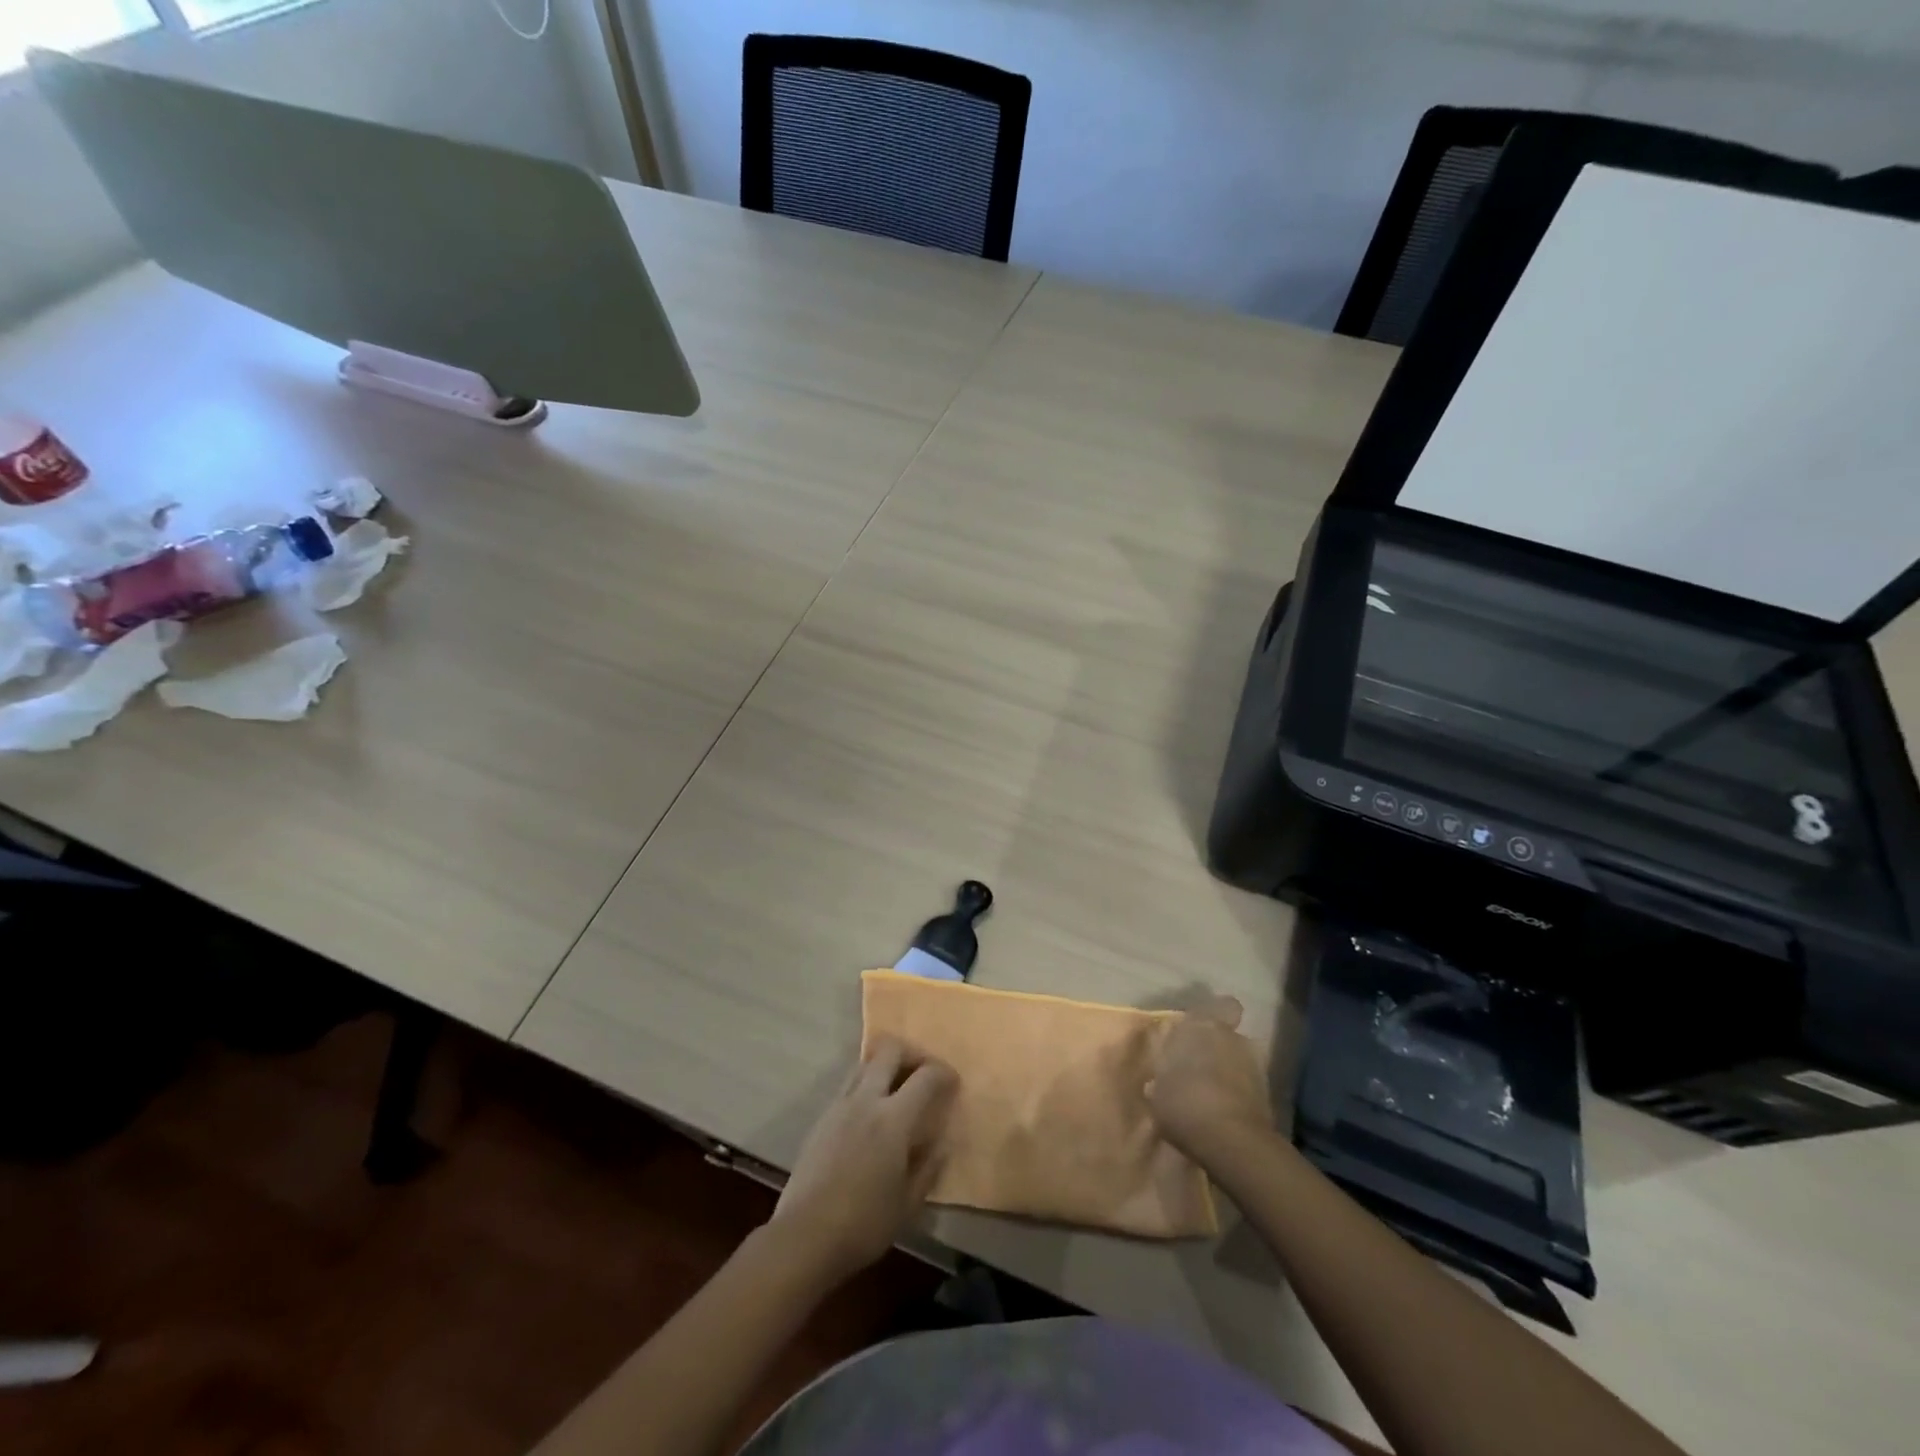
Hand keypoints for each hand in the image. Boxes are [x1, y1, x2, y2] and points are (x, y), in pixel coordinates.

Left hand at [771, 1038, 956, 1284]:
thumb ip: (928, 1168)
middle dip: (912, 1054)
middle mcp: (866, 1100)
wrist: (804, 1236)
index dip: (943, 1073)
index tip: (953, 1083)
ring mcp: (839, 1105)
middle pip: (890, 1050)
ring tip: (897, 1090)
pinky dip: (866, 1085)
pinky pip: (849, 1085)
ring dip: (885, 1065)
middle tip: (924, 1074)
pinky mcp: (822, 1118)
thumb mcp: (908, 1204)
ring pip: (865, 1062)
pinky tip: (871, 1114)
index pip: (925, 1076)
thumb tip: (941, 1144)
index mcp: (893, 1119)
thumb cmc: (864, 1224)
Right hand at [1146, 996, 1272, 1167]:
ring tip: (1211, 1096)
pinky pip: (1248, 1087)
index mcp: (1201, 1027)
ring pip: (1240, 1061)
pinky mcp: (1268, 1096)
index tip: (1201, 1030)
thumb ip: (1162, 1078)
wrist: (1231, 1141)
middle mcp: (1232, 1038)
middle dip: (1217, 1048)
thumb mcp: (1157, 1091)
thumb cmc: (1184, 1102)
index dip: (1216, 1014)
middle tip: (1199, 1069)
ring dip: (1229, 1073)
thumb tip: (1161, 1082)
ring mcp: (1255, 1066)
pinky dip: (1238, 1095)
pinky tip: (1222, 1114)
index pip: (1222, 1006)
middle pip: (1228, 1036)